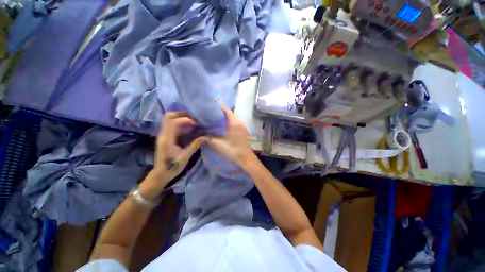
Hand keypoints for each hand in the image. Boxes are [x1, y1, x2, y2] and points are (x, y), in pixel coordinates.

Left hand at [148, 112, 205, 187]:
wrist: (160, 174)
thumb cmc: (173, 167)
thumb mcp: (185, 157)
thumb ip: (195, 145)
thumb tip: (206, 137)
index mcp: (167, 139)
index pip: (174, 122)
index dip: (185, 120)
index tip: (195, 123)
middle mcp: (163, 135)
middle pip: (168, 117)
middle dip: (181, 114)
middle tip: (193, 118)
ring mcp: (162, 135)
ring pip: (168, 120)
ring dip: (180, 118)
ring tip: (191, 121)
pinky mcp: (164, 137)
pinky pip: (170, 125)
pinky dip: (179, 123)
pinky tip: (187, 128)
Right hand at [207, 105, 255, 168]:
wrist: (245, 158)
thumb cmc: (233, 150)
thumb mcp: (218, 144)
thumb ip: (208, 138)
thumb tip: (199, 134)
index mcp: (234, 122)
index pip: (226, 110)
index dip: (218, 107)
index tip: (209, 106)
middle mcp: (239, 122)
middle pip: (229, 112)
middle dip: (220, 111)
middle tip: (209, 113)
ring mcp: (242, 126)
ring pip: (232, 117)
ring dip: (224, 117)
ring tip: (214, 118)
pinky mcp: (242, 130)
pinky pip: (234, 122)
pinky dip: (228, 121)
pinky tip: (222, 126)